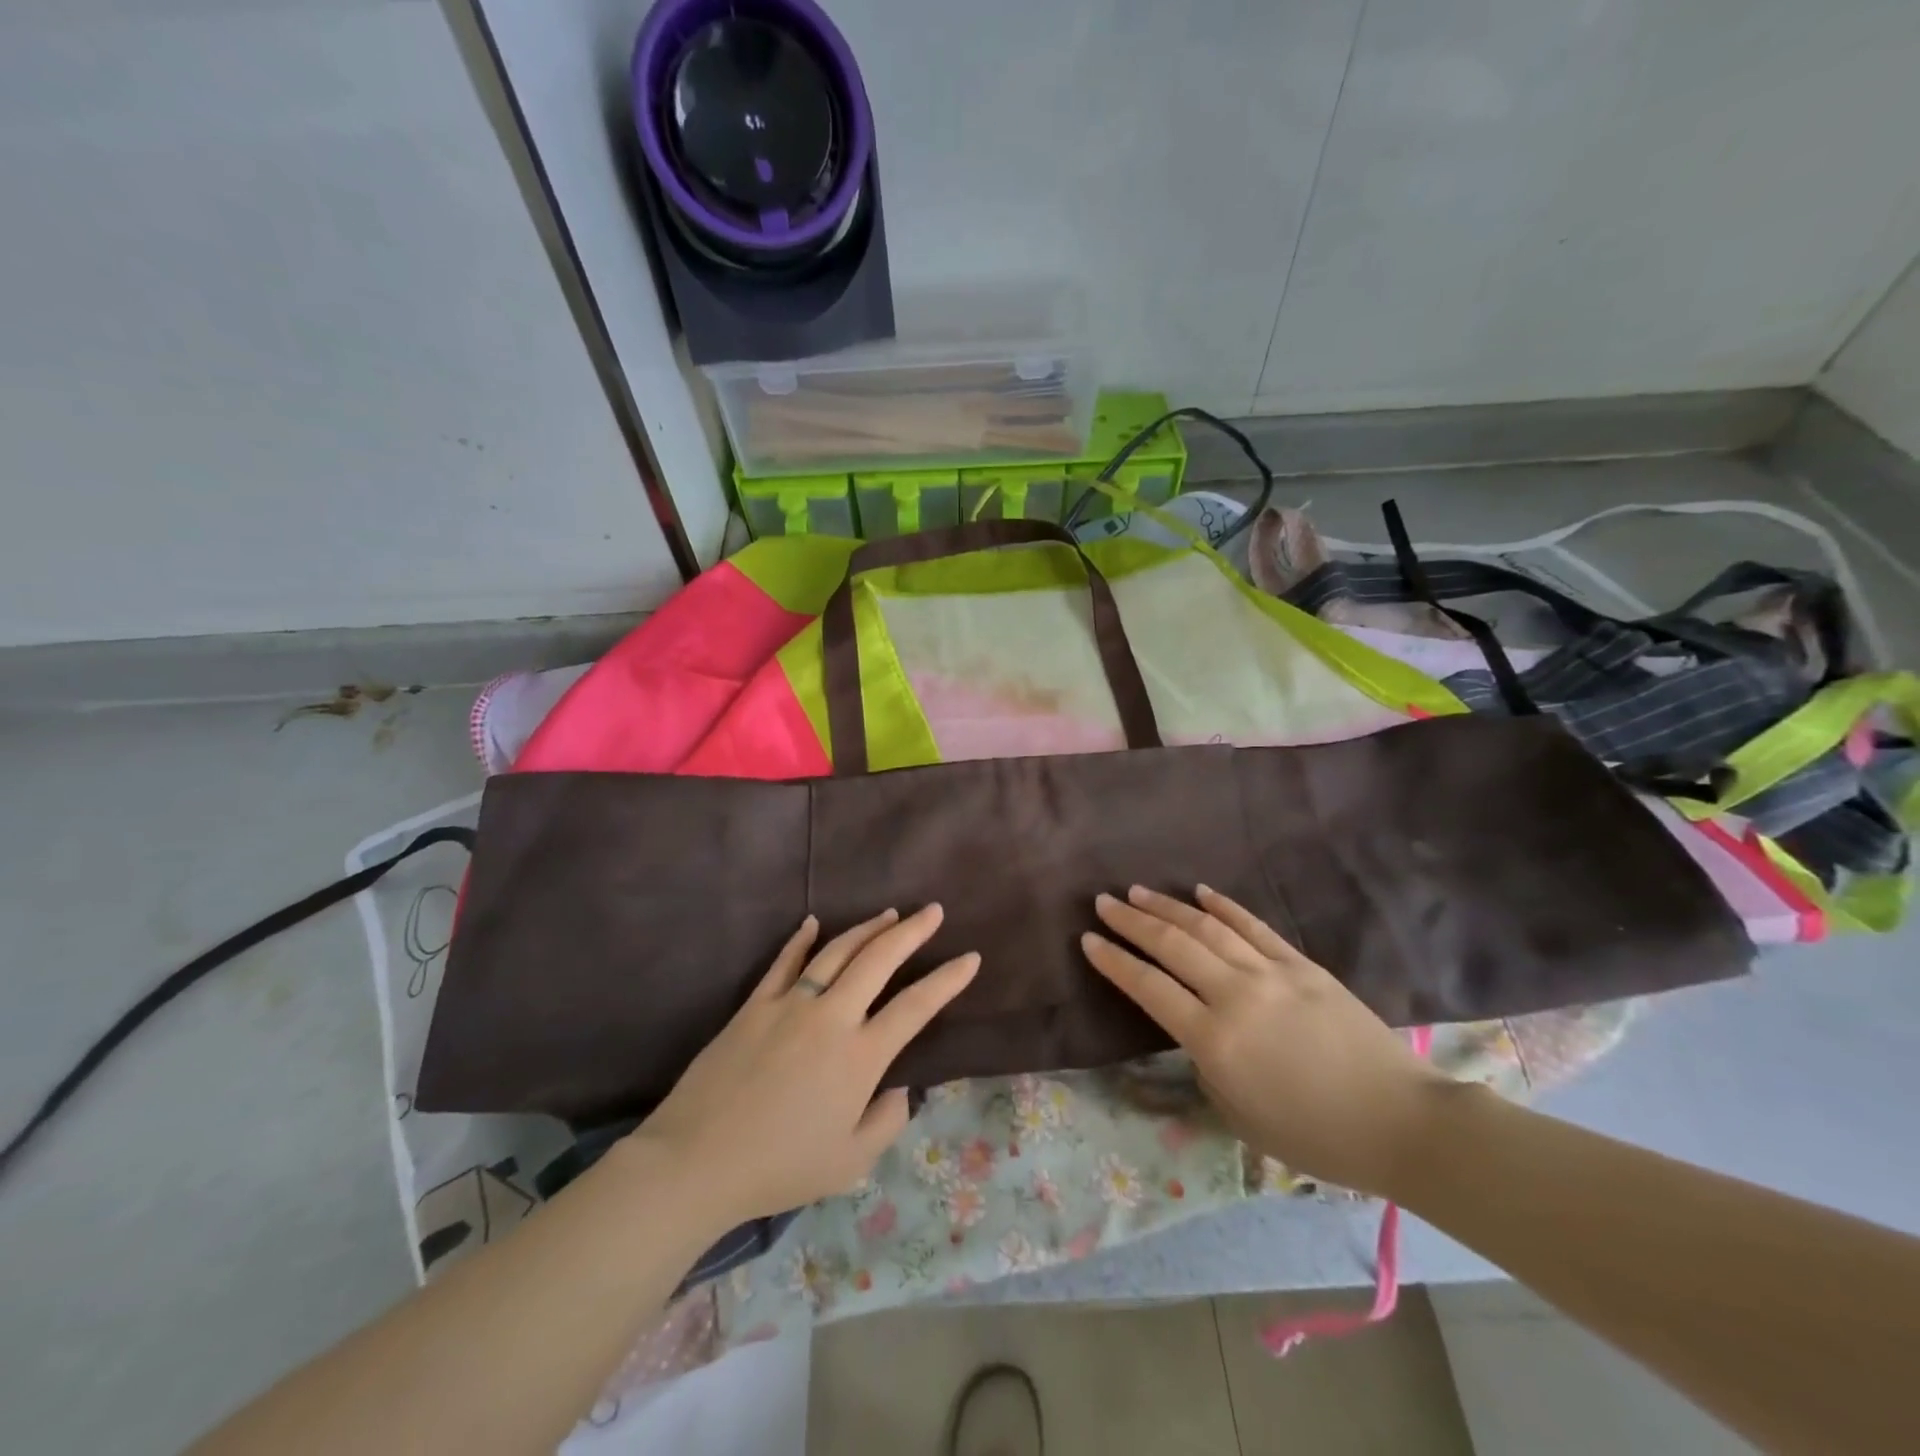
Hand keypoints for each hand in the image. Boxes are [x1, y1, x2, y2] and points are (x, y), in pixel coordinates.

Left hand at [633, 904, 978, 1224]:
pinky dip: (801, 939)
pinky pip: (784, 963)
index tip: (971, 958)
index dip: (947, 980)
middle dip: (912, 932)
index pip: (916, 1008)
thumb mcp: (849, 1164)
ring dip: (867, 929)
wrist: (696, 1161)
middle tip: (933, 911)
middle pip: (879, 960)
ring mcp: (791, 1005)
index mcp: (860, 1057)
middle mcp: (832, 1018)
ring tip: (889, 914)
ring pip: (837, 952)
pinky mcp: (755, 1004)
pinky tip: (812, 922)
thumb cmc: (779, 1168)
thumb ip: (886, 1123)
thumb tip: (900, 1090)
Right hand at [1081, 885, 1446, 1196]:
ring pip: (1207, 927)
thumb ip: (1206, 1067)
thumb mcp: (1239, 1116)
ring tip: (1139, 891)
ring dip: (1167, 906)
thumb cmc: (1315, 1135)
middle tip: (1104, 902)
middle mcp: (1235, 994)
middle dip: (1131, 921)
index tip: (1088, 939)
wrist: (1400, 1121)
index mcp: (1214, 1039)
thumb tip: (1199, 1034)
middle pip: (1171, 945)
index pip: (1148, 987)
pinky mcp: (1302, 964)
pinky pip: (1253, 926)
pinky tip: (1200, 891)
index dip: (1114, 961)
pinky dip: (1223, 906)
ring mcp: (1271, 972)